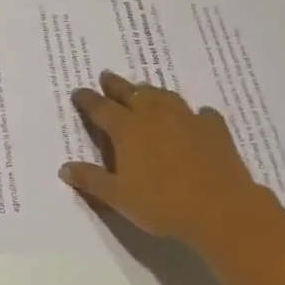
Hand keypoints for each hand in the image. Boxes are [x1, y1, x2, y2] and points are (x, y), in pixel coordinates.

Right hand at [63, 72, 281, 253]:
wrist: (220, 208)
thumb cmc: (162, 204)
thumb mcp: (118, 197)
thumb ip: (91, 180)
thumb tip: (64, 167)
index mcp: (127, 129)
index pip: (101, 108)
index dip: (87, 100)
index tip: (78, 92)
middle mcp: (154, 115)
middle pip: (131, 92)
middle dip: (115, 84)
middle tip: (106, 76)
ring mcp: (186, 118)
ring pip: (163, 96)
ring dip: (150, 91)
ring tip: (144, 90)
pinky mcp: (213, 128)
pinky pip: (201, 113)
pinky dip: (194, 113)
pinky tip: (197, 116)